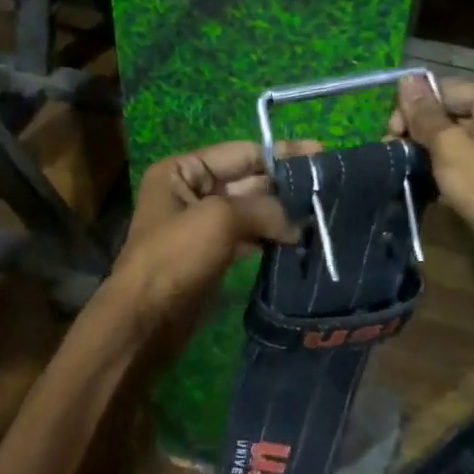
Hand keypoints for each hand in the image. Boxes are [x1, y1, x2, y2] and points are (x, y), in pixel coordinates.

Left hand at [103, 140, 312, 362]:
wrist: (146, 320)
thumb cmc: (175, 257)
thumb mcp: (220, 219)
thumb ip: (264, 209)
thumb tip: (297, 224)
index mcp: (182, 171)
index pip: (241, 152)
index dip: (281, 153)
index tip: (321, 153)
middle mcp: (191, 192)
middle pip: (249, 181)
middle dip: (285, 186)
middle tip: (327, 190)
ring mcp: (203, 225)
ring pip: (252, 212)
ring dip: (282, 215)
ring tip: (321, 216)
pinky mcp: (214, 255)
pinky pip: (249, 238)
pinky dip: (272, 239)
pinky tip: (300, 242)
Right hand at [389, 75, 473, 258]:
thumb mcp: (449, 148)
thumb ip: (425, 114)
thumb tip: (405, 79)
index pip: (447, 90)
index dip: (414, 110)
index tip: (390, 136)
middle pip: (455, 113)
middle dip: (423, 134)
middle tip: (396, 154)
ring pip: (463, 140)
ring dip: (434, 153)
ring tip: (410, 172)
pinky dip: (454, 170)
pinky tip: (432, 187)